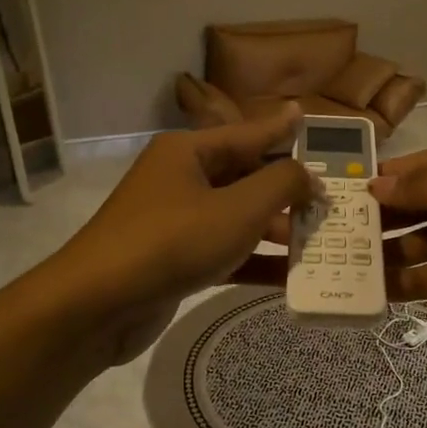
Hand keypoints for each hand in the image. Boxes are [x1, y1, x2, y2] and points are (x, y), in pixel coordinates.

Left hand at [47, 105, 318, 362]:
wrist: (97, 305)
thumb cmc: (172, 242)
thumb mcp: (238, 209)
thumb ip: (280, 184)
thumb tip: (308, 174)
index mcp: (188, 151)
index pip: (249, 134)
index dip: (284, 131)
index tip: (312, 121)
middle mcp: (179, 178)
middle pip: (243, 175)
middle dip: (286, 189)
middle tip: (330, 198)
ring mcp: (173, 219)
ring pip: (234, 215)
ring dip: (273, 227)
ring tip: (318, 237)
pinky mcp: (172, 258)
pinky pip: (221, 248)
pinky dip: (251, 257)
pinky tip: (287, 274)